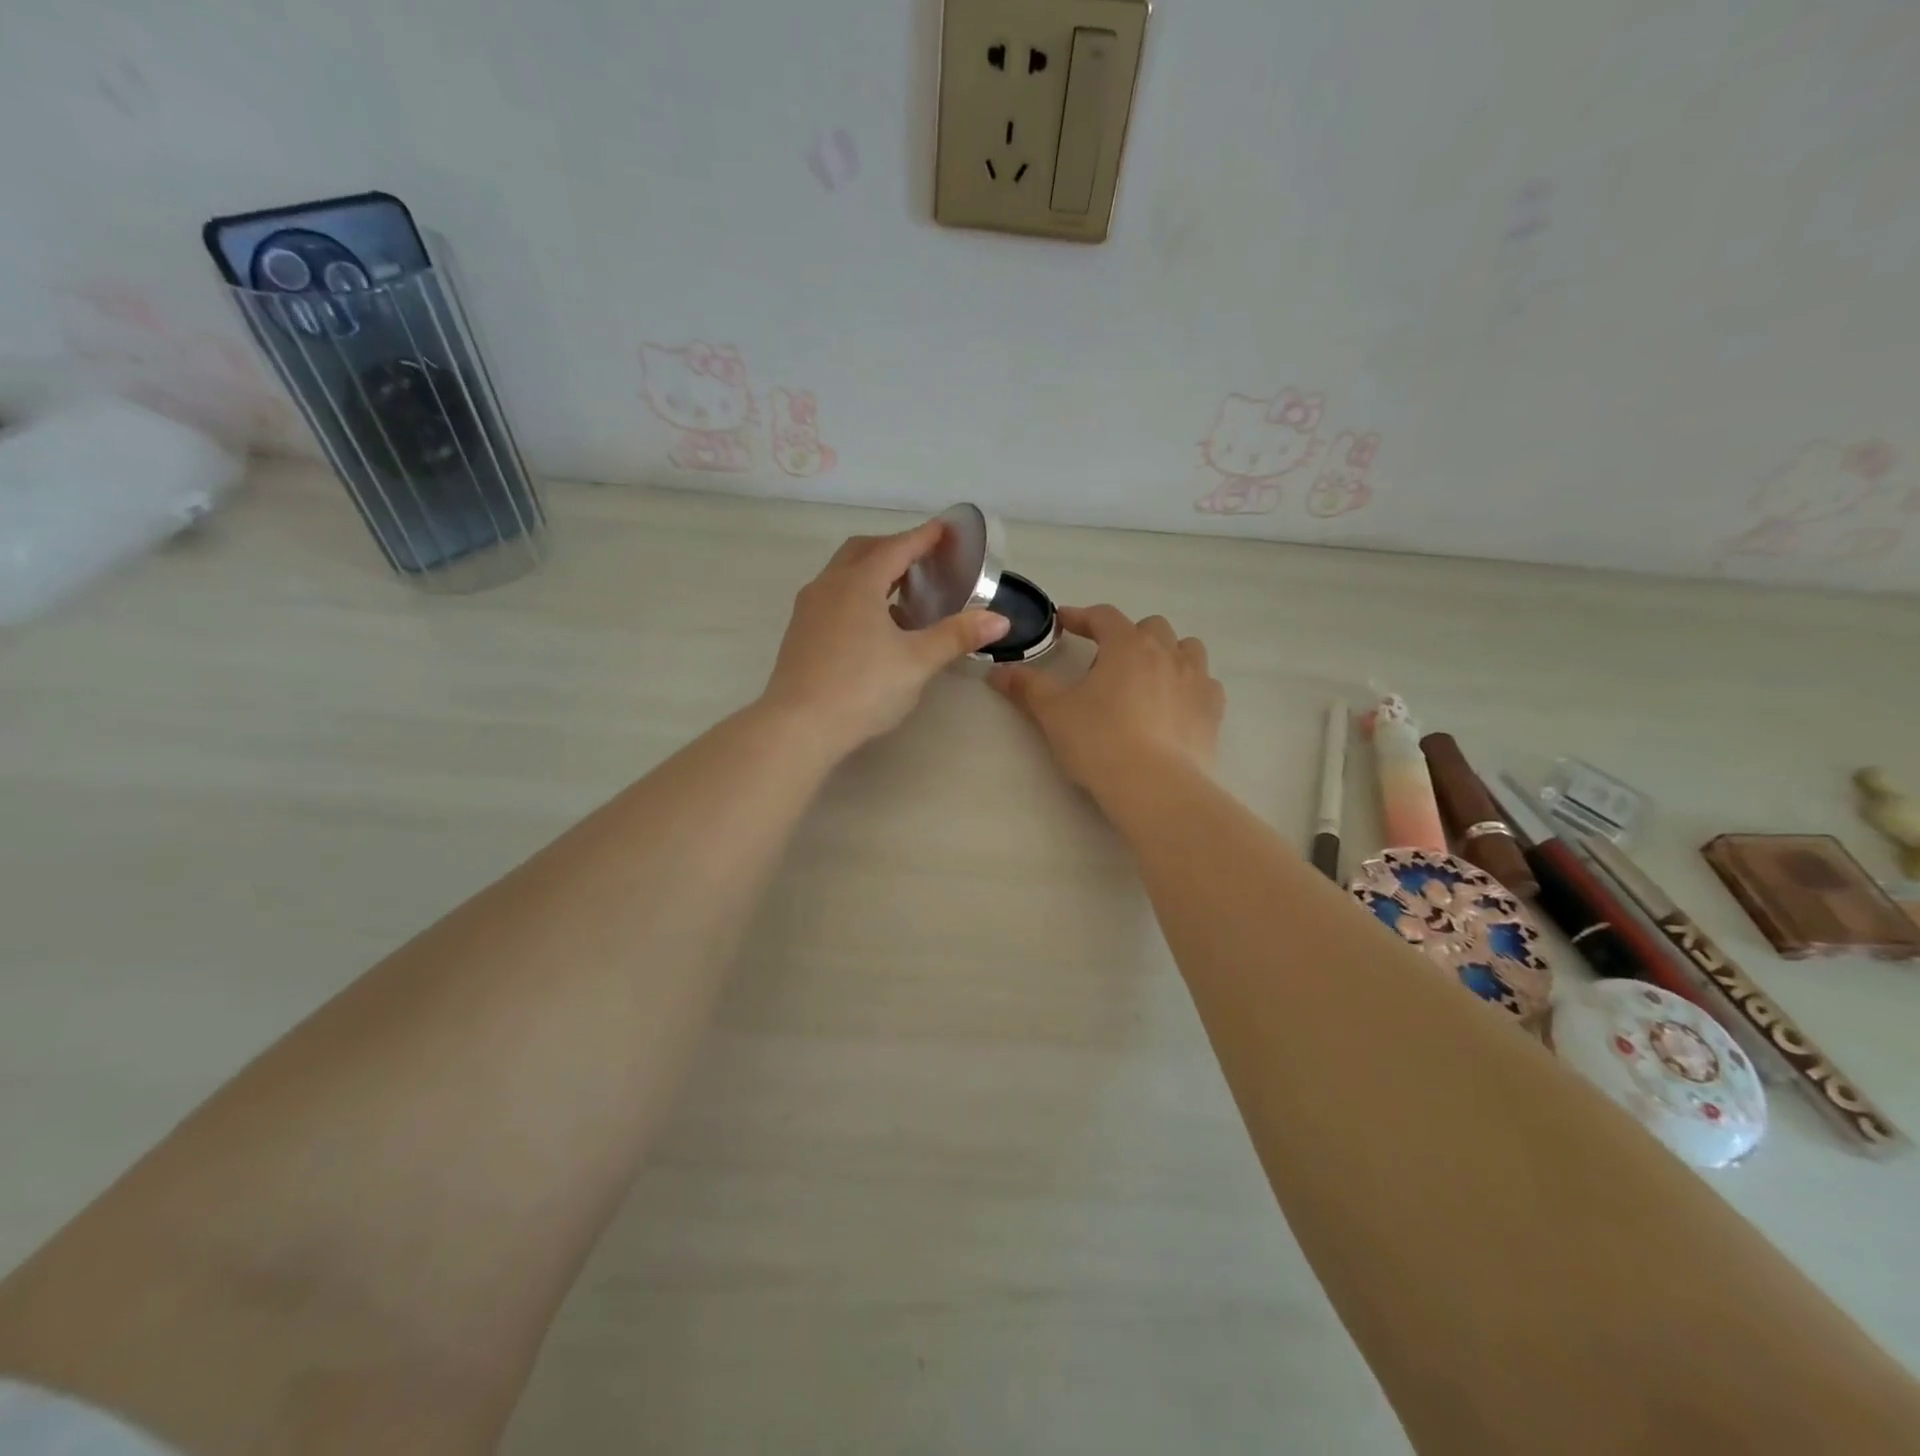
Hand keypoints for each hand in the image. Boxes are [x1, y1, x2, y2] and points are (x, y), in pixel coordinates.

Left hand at [760, 521, 1009, 756]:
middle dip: (894, 548)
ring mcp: (809, 608)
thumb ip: (957, 636)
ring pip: (843, 574)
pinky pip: (832, 596)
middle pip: (863, 551)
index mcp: (859, 583)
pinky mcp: (800, 632)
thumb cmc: (862, 688)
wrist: (798, 726)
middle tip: (923, 559)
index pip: (897, 547)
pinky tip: (874, 626)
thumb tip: (1000, 620)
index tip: (945, 529)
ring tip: (902, 592)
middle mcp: (829, 585)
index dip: (924, 536)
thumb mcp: (917, 662)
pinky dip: (856, 595)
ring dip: (872, 572)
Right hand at [988, 605, 1223, 798]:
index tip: (1063, 623)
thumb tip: (998, 671)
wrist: (1156, 786)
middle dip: (1127, 636)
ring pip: (1186, 649)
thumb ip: (1027, 687)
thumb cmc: (1099, 741)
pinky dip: (1189, 686)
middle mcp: (1166, 653)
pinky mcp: (1213, 710)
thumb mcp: (1054, 713)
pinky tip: (1174, 706)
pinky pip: (1205, 684)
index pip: (1103, 616)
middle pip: (1150, 627)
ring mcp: (1196, 680)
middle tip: (1106, 663)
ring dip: (1167, 654)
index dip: (1081, 616)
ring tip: (1147, 678)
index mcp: (1126, 645)